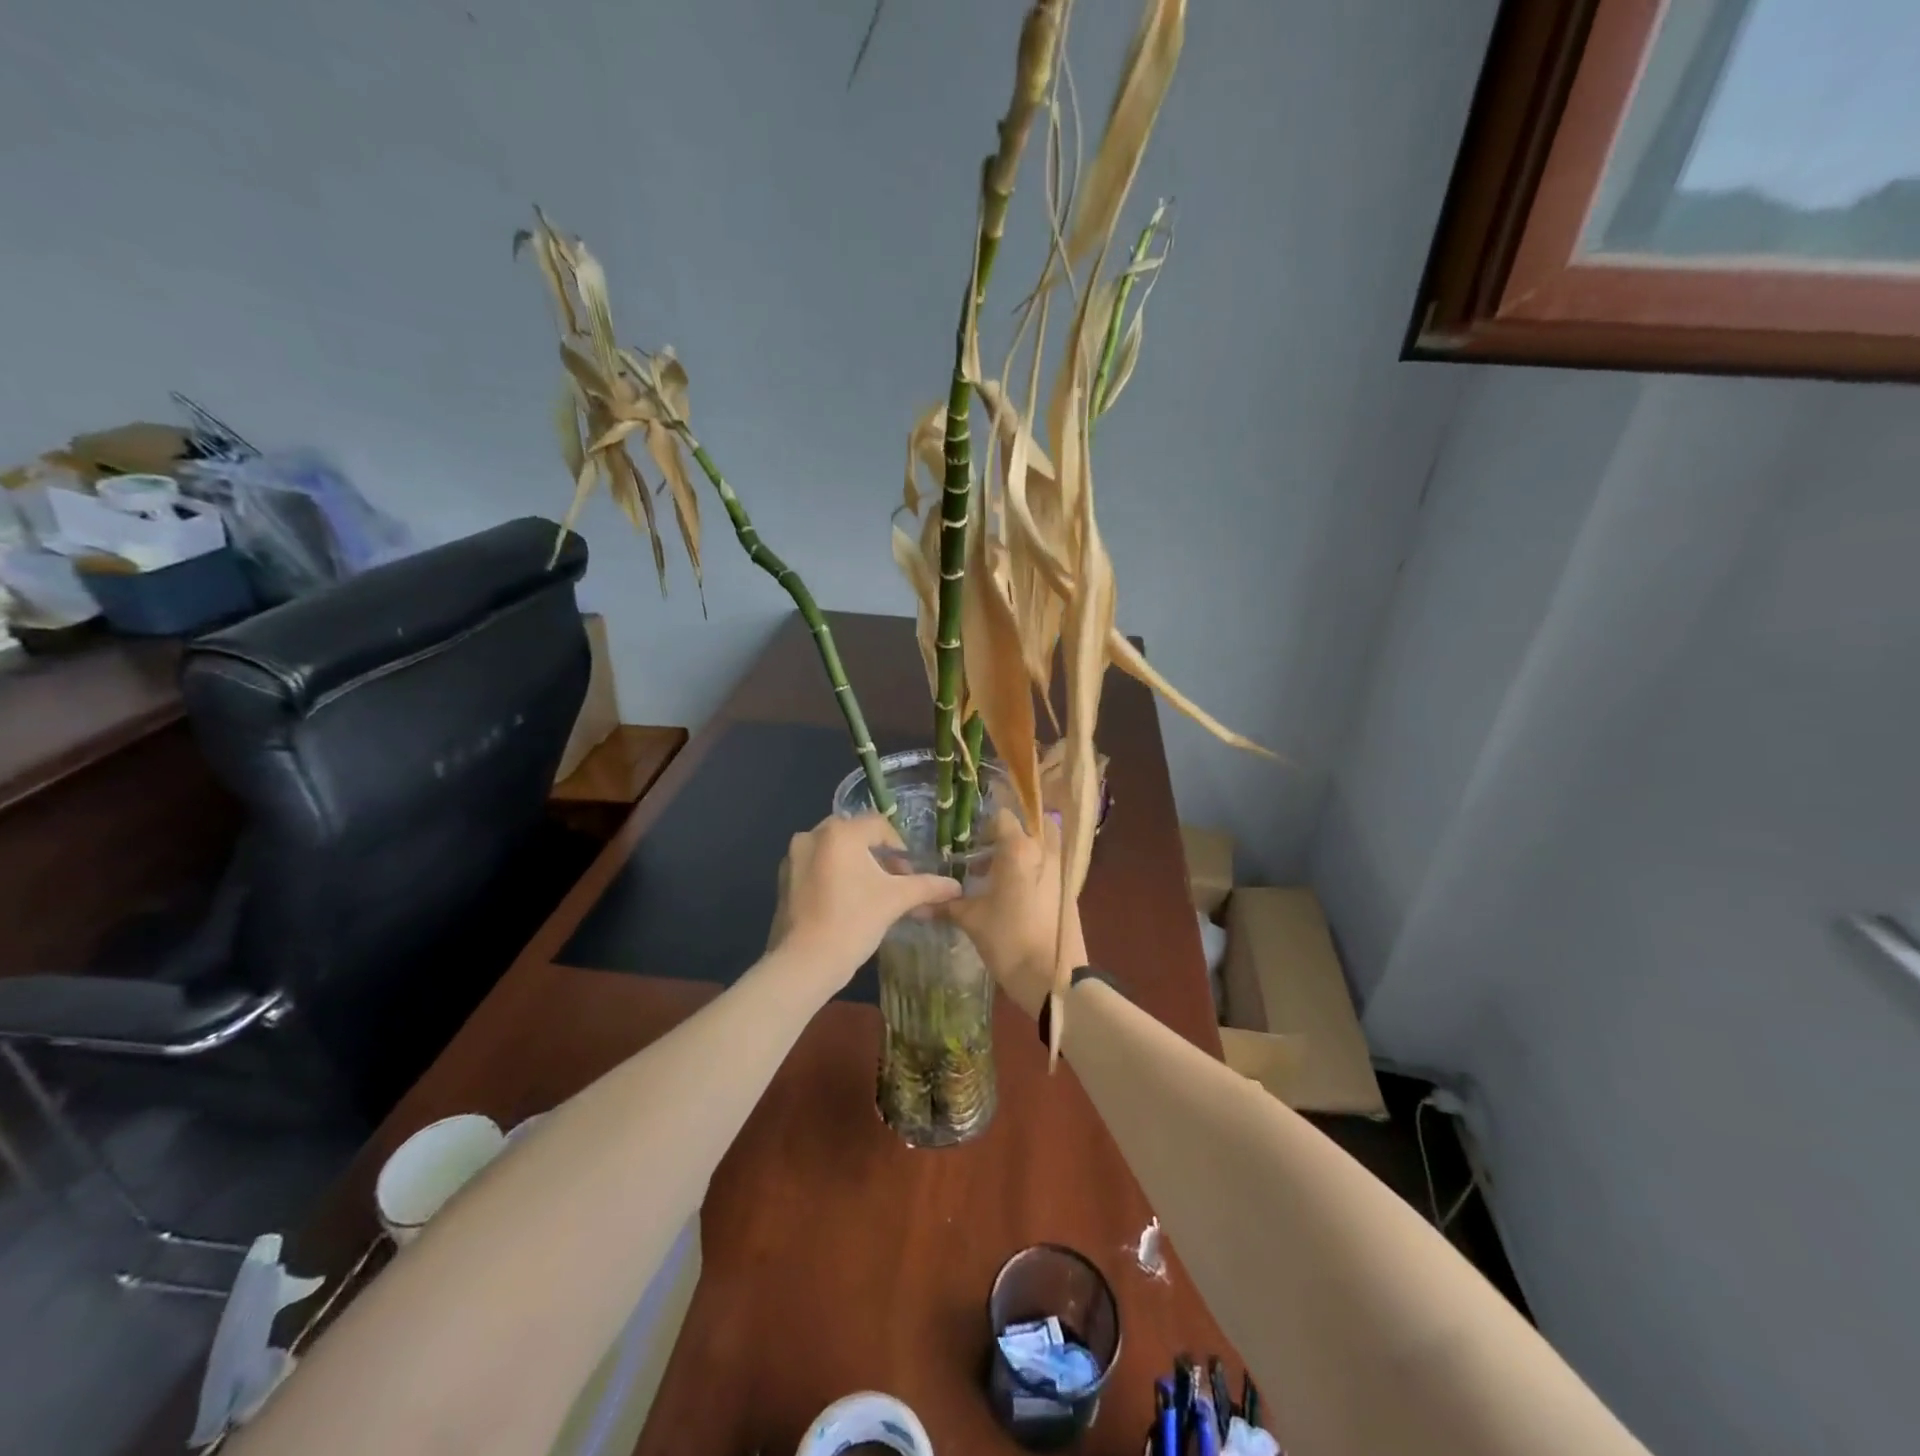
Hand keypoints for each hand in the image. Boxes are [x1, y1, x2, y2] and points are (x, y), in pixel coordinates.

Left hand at [766, 814, 962, 996]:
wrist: (805, 963)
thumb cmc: (854, 922)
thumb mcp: (895, 900)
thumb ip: (926, 886)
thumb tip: (956, 887)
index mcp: (840, 832)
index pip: (879, 825)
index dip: (899, 847)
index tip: (907, 874)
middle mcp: (812, 835)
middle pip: (855, 835)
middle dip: (877, 855)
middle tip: (892, 882)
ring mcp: (793, 857)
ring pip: (834, 851)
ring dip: (855, 865)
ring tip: (870, 894)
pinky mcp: (783, 879)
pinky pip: (816, 866)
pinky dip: (833, 876)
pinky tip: (844, 903)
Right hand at [945, 809, 1087, 1018]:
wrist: (1053, 978)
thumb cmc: (1008, 940)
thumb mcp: (972, 920)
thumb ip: (947, 904)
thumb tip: (918, 905)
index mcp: (1019, 849)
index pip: (1003, 817)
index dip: (984, 827)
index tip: (969, 844)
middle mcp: (1044, 851)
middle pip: (1030, 824)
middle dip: (1010, 834)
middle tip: (988, 853)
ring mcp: (1061, 870)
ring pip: (1043, 845)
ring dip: (1022, 852)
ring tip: (996, 877)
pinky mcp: (1069, 890)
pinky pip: (1050, 866)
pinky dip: (1033, 870)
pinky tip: (1014, 895)